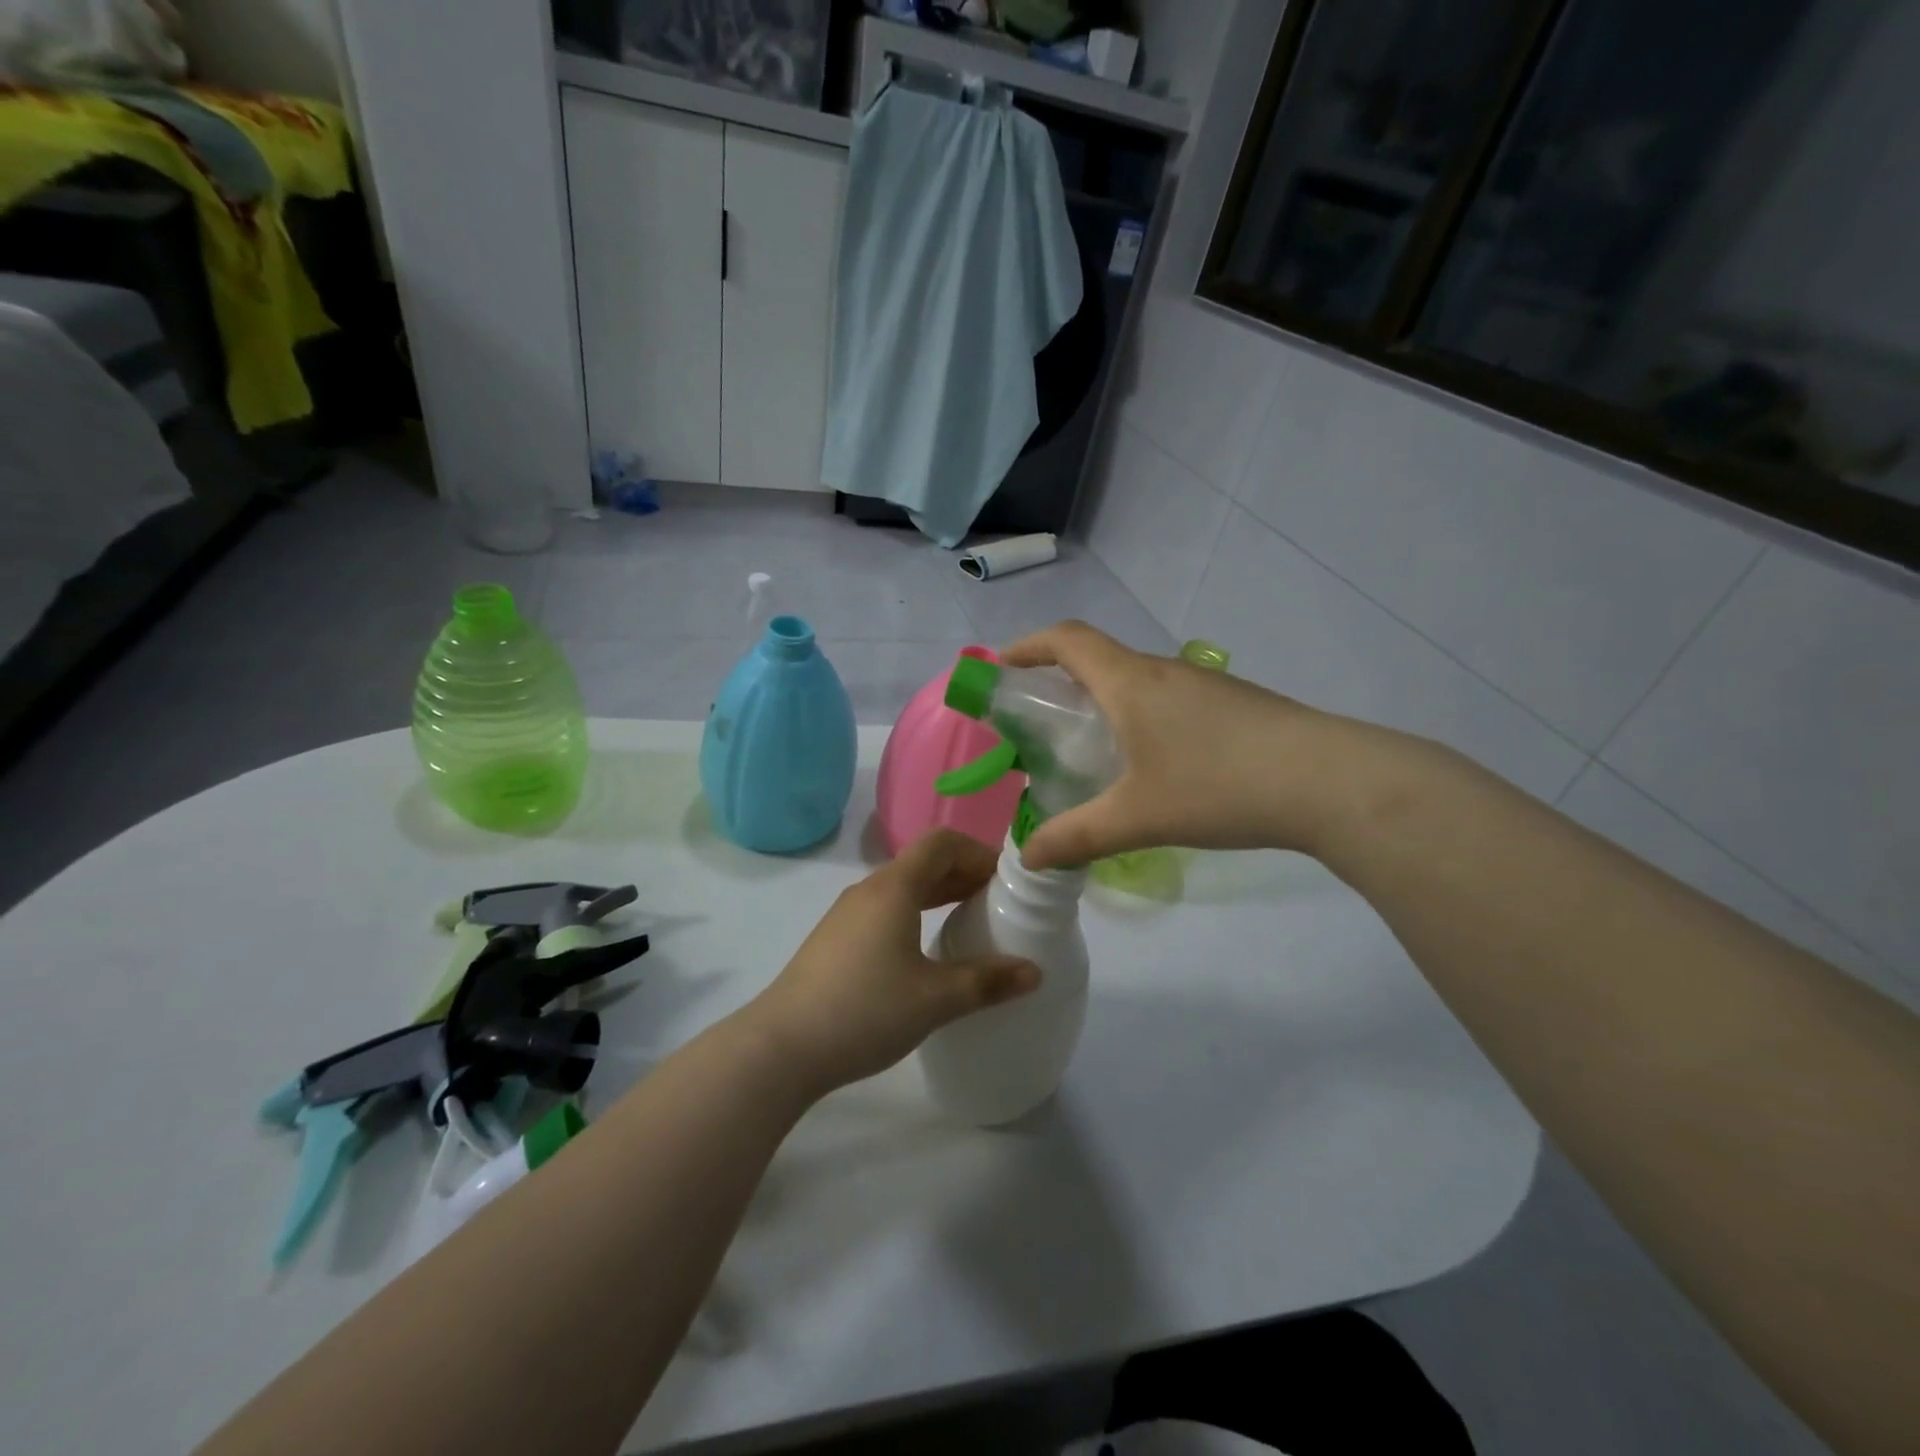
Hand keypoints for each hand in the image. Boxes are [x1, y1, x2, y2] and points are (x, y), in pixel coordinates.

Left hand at [743, 830, 1039, 1097]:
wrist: (782, 1047)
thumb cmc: (865, 1011)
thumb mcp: (935, 999)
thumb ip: (987, 982)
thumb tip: (1034, 972)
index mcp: (894, 888)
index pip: (942, 842)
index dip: (978, 853)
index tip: (1006, 882)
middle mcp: (869, 890)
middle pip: (923, 862)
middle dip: (964, 874)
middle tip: (998, 904)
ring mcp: (847, 914)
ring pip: (903, 887)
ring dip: (940, 895)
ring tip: (970, 923)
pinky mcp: (836, 939)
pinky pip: (885, 909)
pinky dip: (916, 913)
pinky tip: (927, 951)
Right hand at [1003, 621, 1386, 870]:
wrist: (1329, 782)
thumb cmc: (1218, 786)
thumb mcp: (1137, 818)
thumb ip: (1076, 837)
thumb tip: (1029, 857)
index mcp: (1130, 681)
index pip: (1067, 640)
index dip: (1028, 647)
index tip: (1002, 668)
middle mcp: (1164, 671)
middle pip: (1100, 658)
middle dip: (1061, 681)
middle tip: (1041, 725)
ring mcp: (1204, 685)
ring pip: (1137, 681)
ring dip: (1105, 702)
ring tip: (1093, 751)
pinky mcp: (1234, 706)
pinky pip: (1169, 700)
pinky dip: (1140, 718)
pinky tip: (1153, 766)